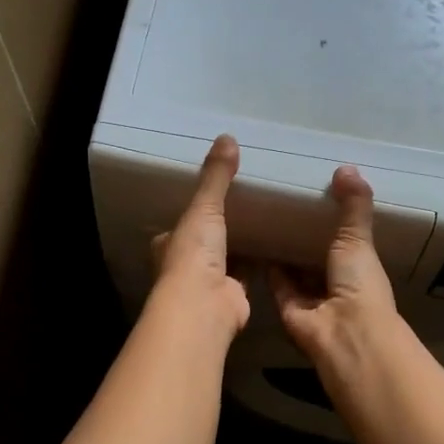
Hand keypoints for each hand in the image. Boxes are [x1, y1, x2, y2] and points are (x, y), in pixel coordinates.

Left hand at [149, 135, 250, 338]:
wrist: (204, 305)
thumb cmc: (194, 254)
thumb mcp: (204, 207)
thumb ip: (216, 177)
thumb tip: (227, 137)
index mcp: (168, 245)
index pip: (178, 227)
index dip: (191, 215)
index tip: (210, 200)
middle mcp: (184, 266)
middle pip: (202, 245)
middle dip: (217, 233)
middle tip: (243, 210)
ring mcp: (207, 285)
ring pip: (224, 261)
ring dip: (239, 249)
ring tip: (263, 225)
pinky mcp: (232, 296)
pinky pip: (247, 275)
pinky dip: (258, 265)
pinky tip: (275, 250)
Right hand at [269, 166, 398, 366]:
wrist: (343, 333)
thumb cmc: (358, 283)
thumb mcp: (358, 238)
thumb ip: (353, 205)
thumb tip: (346, 167)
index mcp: (359, 267)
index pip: (346, 240)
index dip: (333, 221)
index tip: (315, 194)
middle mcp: (336, 283)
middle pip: (317, 256)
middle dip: (304, 236)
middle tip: (282, 202)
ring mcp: (312, 298)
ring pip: (295, 270)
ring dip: (283, 251)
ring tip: (263, 217)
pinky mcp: (287, 308)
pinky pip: (276, 283)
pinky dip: (266, 267)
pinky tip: (253, 242)